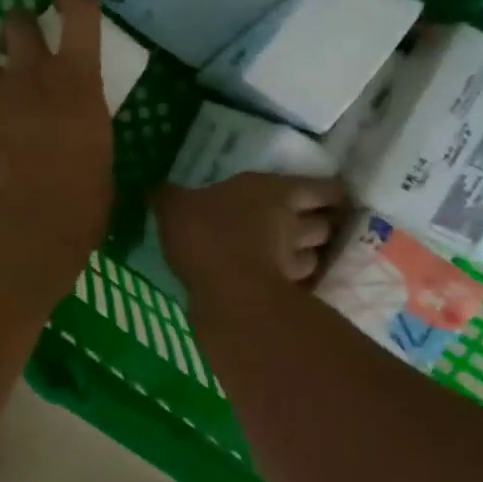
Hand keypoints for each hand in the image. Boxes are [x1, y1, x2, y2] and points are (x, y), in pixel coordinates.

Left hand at [0, 0, 113, 280]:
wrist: (23, 227)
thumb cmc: (79, 203)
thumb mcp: (98, 158)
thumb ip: (82, 131)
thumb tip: (75, 137)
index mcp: (79, 82)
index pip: (80, 14)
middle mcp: (33, 75)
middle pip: (18, 22)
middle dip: (17, 25)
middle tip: (18, 39)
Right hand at [153, 174, 346, 299]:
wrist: (227, 291)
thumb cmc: (206, 234)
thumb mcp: (174, 207)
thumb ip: (167, 197)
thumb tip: (154, 188)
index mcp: (273, 191)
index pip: (321, 188)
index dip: (328, 192)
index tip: (328, 195)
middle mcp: (292, 223)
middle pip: (324, 222)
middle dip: (321, 223)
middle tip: (309, 224)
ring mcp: (293, 260)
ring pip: (315, 255)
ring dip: (309, 254)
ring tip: (294, 256)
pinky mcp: (287, 293)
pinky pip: (298, 284)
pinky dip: (293, 282)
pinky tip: (278, 284)